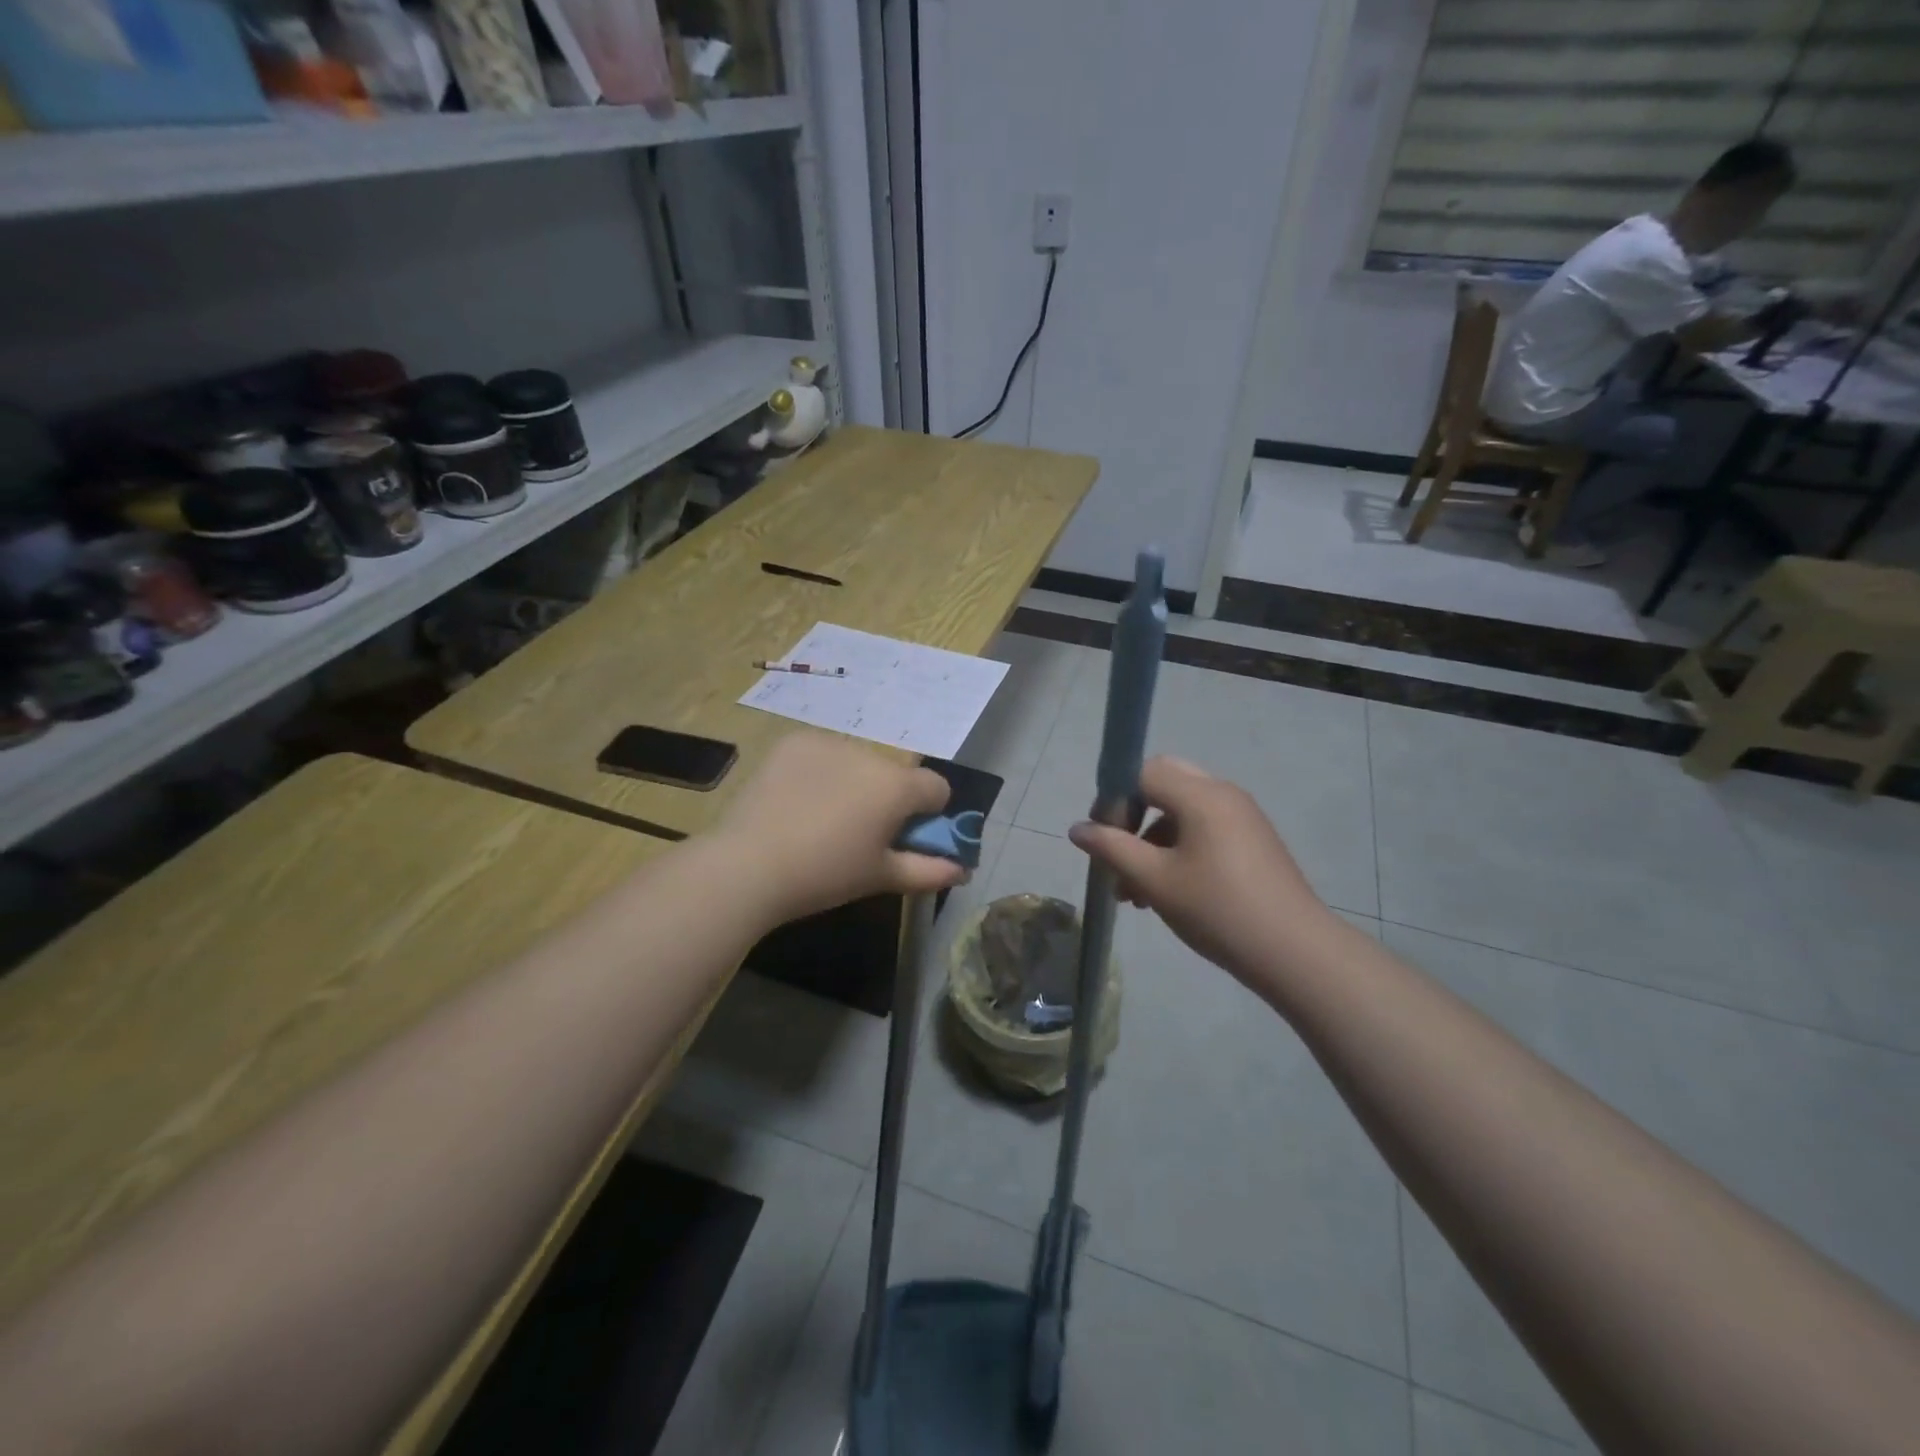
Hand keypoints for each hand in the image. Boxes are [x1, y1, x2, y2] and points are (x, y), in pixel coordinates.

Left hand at [715, 732, 967, 923]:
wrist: (748, 865)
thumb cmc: (825, 874)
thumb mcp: (881, 876)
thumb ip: (929, 870)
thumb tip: (964, 871)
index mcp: (897, 786)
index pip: (937, 788)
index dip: (928, 815)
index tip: (902, 839)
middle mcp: (869, 754)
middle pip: (895, 774)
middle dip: (887, 798)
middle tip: (857, 834)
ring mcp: (828, 743)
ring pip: (858, 762)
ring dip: (854, 782)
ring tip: (820, 818)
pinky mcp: (793, 742)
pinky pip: (823, 753)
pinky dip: (820, 771)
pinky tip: (797, 800)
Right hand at [1068, 756, 1334, 979]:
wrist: (1295, 952)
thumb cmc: (1217, 910)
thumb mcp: (1155, 880)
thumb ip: (1112, 848)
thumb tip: (1077, 829)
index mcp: (1200, 794)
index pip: (1142, 772)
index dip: (1114, 800)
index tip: (1102, 840)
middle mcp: (1223, 794)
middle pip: (1162, 785)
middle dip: (1132, 818)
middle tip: (1117, 854)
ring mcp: (1242, 817)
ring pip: (1180, 812)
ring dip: (1151, 841)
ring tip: (1133, 893)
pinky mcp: (1252, 841)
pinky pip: (1203, 829)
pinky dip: (1177, 850)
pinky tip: (1166, 893)